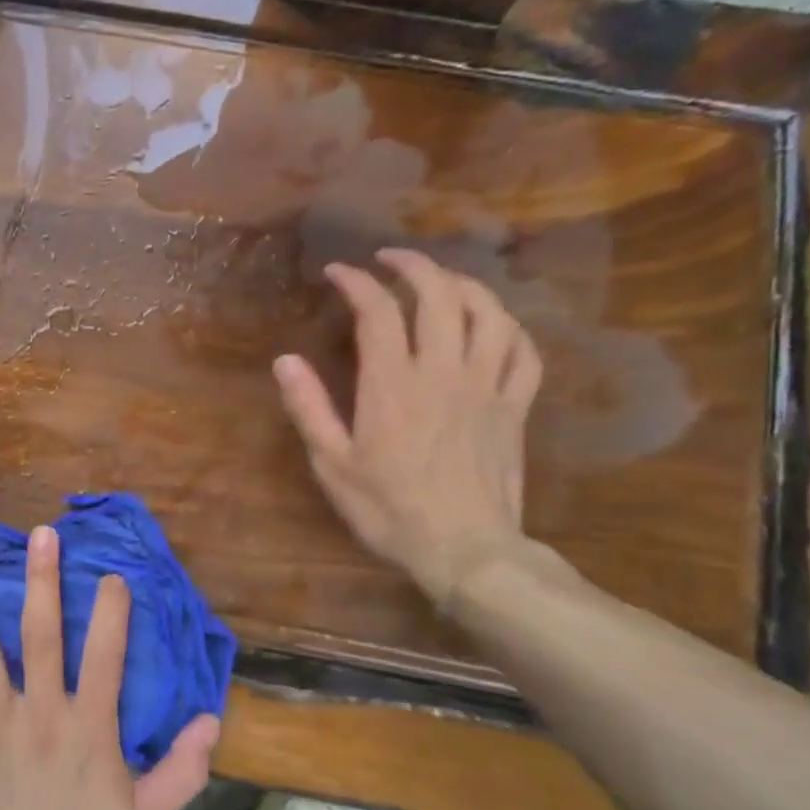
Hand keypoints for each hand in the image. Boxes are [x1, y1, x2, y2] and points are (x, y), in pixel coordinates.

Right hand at [274, 248, 542, 605]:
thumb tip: (285, 360)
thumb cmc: (389, 511)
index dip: (357, 282)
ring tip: (442, 280)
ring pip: (489, 313)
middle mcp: (444, 372)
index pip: (378, 311)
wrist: (465, 551)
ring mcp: (487, 387)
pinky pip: (524, 353)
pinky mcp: (515, 408)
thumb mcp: (333, 465)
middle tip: (389, 258)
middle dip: (413, 265)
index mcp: (393, 385)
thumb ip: (309, 408)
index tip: (338, 272)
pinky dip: (509, 328)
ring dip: (464, 285)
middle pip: (439, 296)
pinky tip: (493, 326)